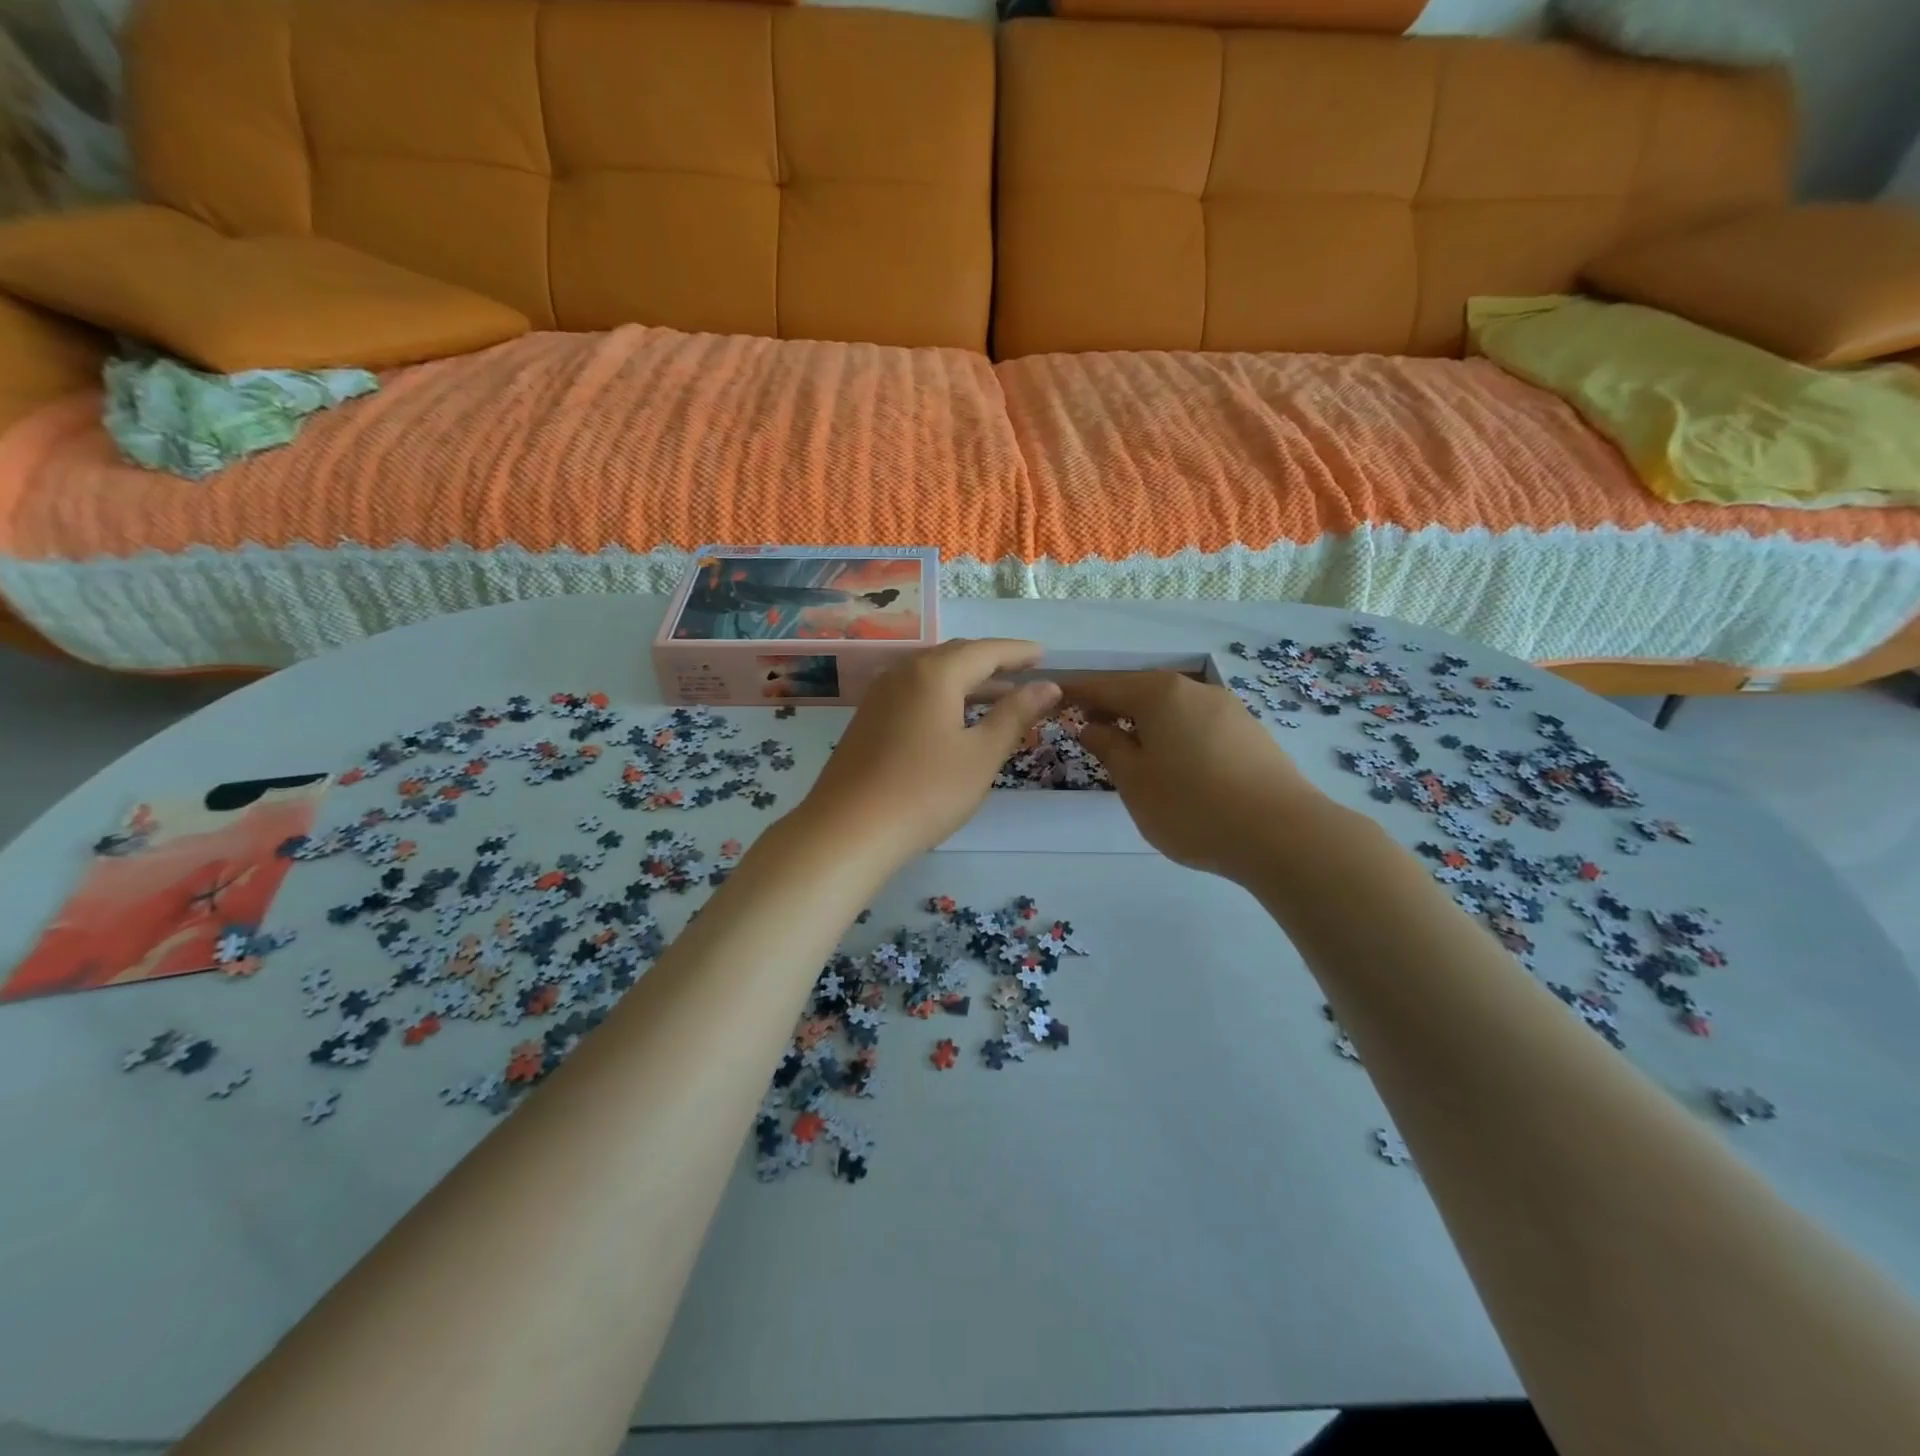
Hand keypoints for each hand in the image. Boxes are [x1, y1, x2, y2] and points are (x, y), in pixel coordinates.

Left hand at [793, 639, 1061, 869]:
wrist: (849, 830)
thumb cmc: (926, 791)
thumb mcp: (981, 754)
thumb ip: (1015, 715)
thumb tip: (1048, 686)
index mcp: (934, 673)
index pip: (985, 650)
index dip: (1018, 652)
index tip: (1044, 656)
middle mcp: (903, 673)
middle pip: (955, 656)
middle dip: (992, 663)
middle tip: (1024, 673)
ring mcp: (880, 696)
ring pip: (932, 676)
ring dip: (968, 682)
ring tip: (999, 698)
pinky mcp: (868, 720)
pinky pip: (914, 694)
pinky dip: (943, 697)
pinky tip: (955, 721)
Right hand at [1069, 672, 1324, 884]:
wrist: (1282, 835)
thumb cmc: (1192, 806)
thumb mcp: (1135, 781)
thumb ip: (1108, 748)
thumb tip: (1091, 726)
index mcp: (1159, 694)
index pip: (1105, 685)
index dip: (1076, 692)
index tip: (1052, 698)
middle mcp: (1195, 691)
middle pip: (1141, 691)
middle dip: (1112, 707)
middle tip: (1087, 729)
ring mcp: (1228, 710)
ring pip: (1172, 709)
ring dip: (1145, 723)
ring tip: (1129, 752)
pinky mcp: (1250, 734)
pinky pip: (1198, 725)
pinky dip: (1174, 735)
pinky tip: (1174, 764)